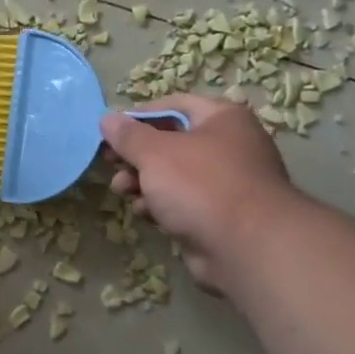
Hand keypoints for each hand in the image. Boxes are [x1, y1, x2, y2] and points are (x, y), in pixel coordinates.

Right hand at [99, 95, 295, 289]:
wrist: (247, 248)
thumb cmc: (200, 185)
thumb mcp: (155, 153)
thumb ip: (128, 135)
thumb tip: (107, 119)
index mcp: (222, 119)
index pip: (173, 105)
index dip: (139, 116)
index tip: (110, 132)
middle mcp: (228, 146)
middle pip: (170, 142)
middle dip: (136, 155)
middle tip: (110, 164)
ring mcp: (225, 183)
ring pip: (172, 175)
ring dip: (142, 182)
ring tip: (123, 190)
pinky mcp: (218, 215)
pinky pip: (182, 202)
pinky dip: (161, 205)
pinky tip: (145, 213)